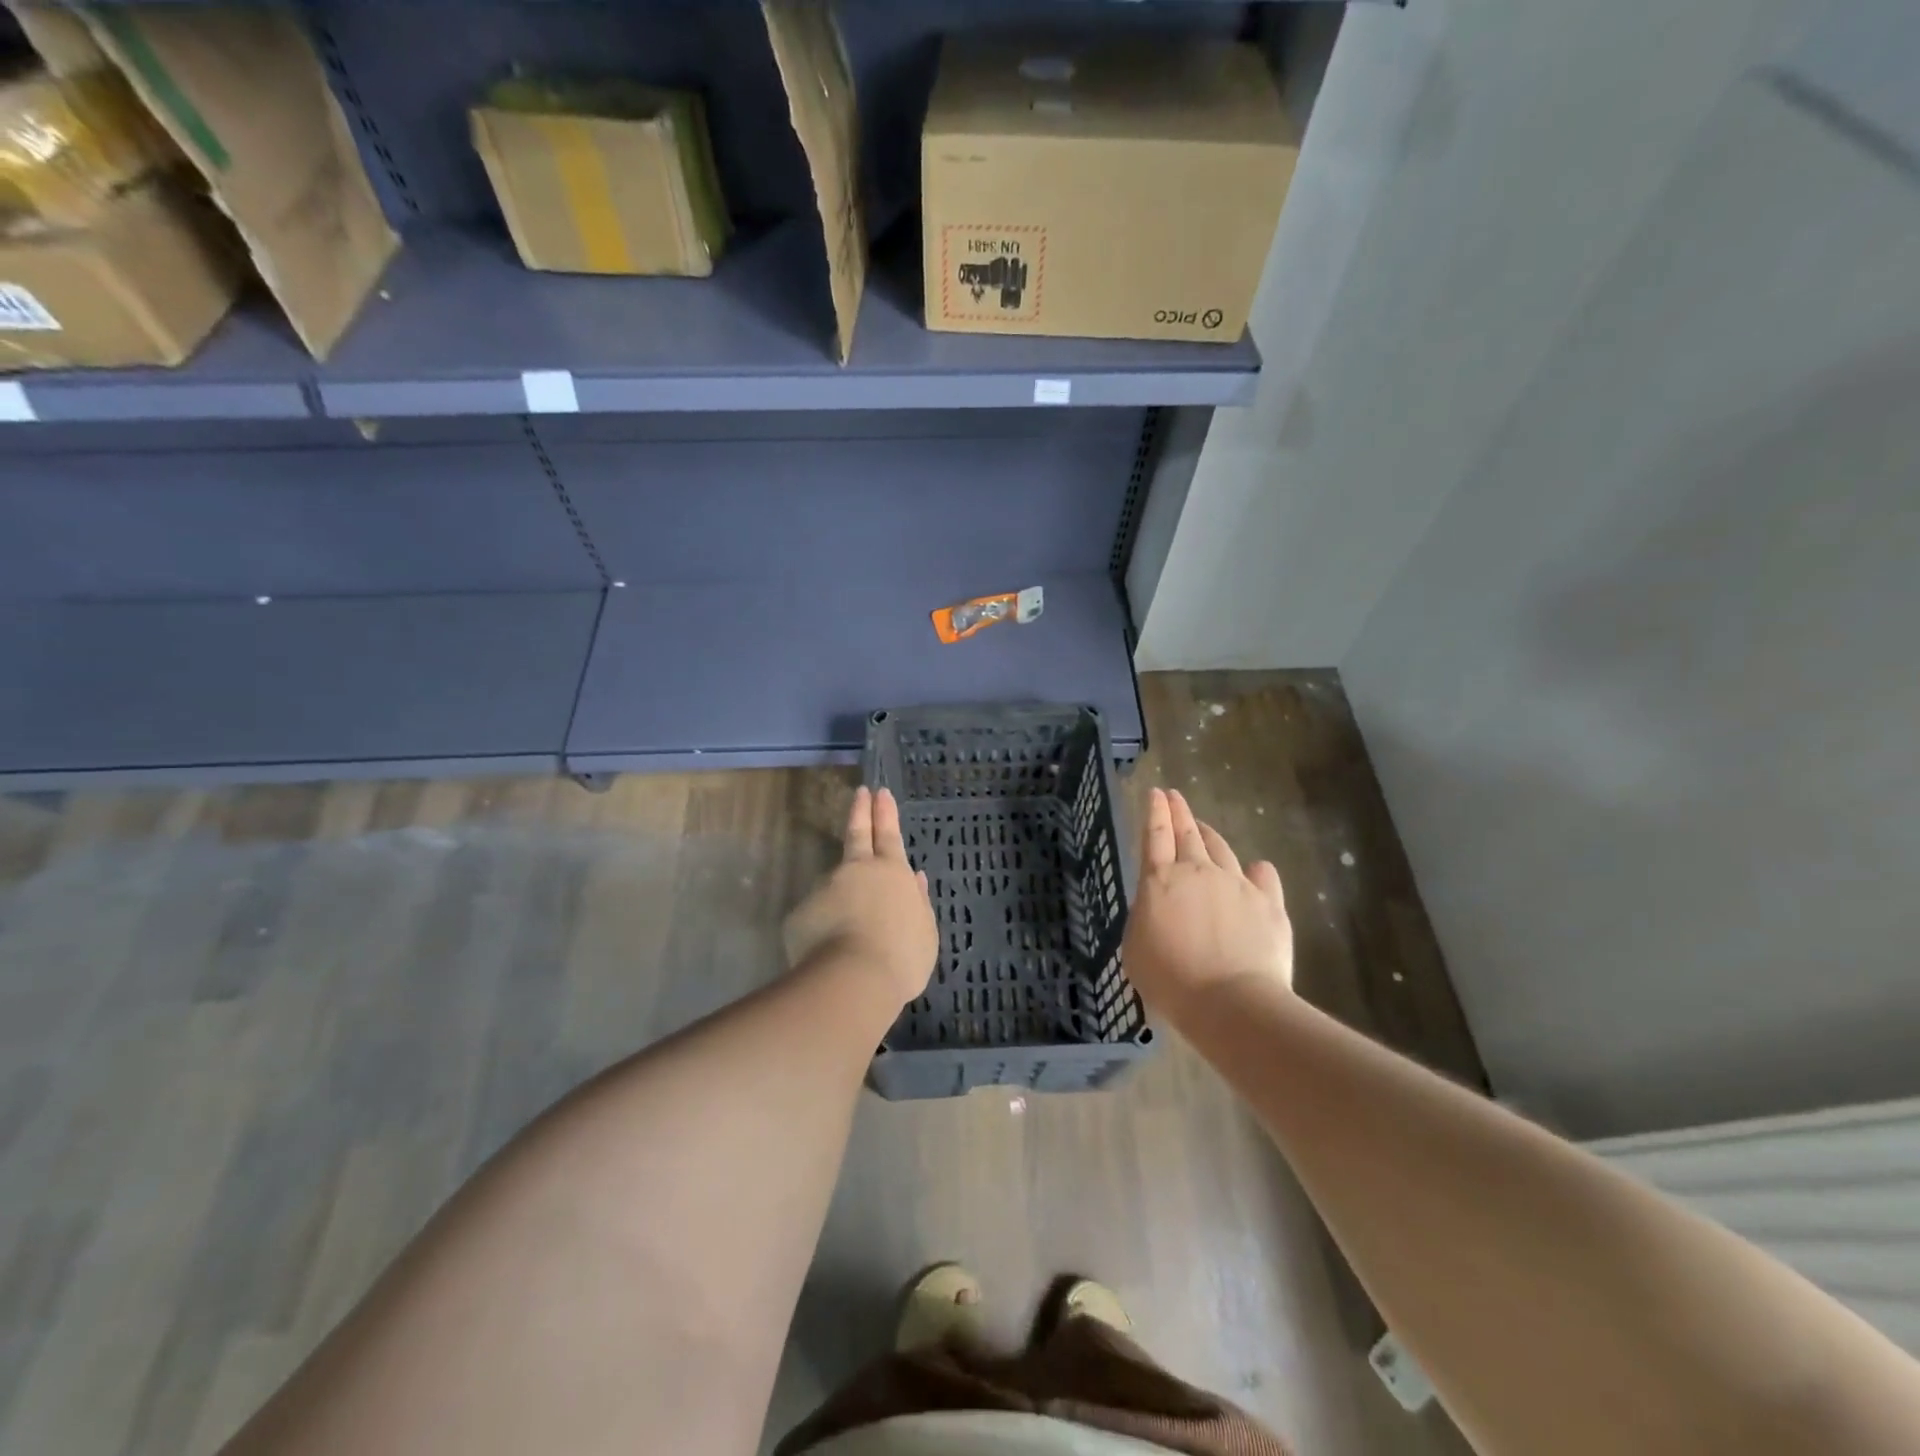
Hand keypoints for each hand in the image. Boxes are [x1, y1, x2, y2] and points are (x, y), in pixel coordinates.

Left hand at [784, 786, 937, 1009]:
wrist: (852, 980)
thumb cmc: (901, 956)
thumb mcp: (925, 932)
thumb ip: (919, 902)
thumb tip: (917, 879)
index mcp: (892, 872)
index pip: (889, 834)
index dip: (885, 813)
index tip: (880, 792)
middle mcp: (857, 871)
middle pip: (858, 835)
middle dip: (861, 812)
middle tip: (860, 793)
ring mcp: (825, 889)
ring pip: (835, 885)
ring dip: (842, 896)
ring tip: (853, 931)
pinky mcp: (801, 913)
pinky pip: (817, 918)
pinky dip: (824, 928)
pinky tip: (831, 952)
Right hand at [1123, 788, 1292, 1019]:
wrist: (1230, 1002)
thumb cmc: (1171, 980)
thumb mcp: (1136, 948)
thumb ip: (1145, 916)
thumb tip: (1158, 904)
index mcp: (1160, 880)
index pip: (1155, 835)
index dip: (1154, 812)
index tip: (1156, 793)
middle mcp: (1198, 871)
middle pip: (1187, 833)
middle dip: (1179, 812)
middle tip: (1174, 796)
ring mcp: (1237, 884)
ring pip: (1222, 849)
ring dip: (1210, 836)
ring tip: (1204, 828)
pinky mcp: (1269, 903)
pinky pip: (1262, 877)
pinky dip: (1256, 870)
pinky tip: (1257, 866)